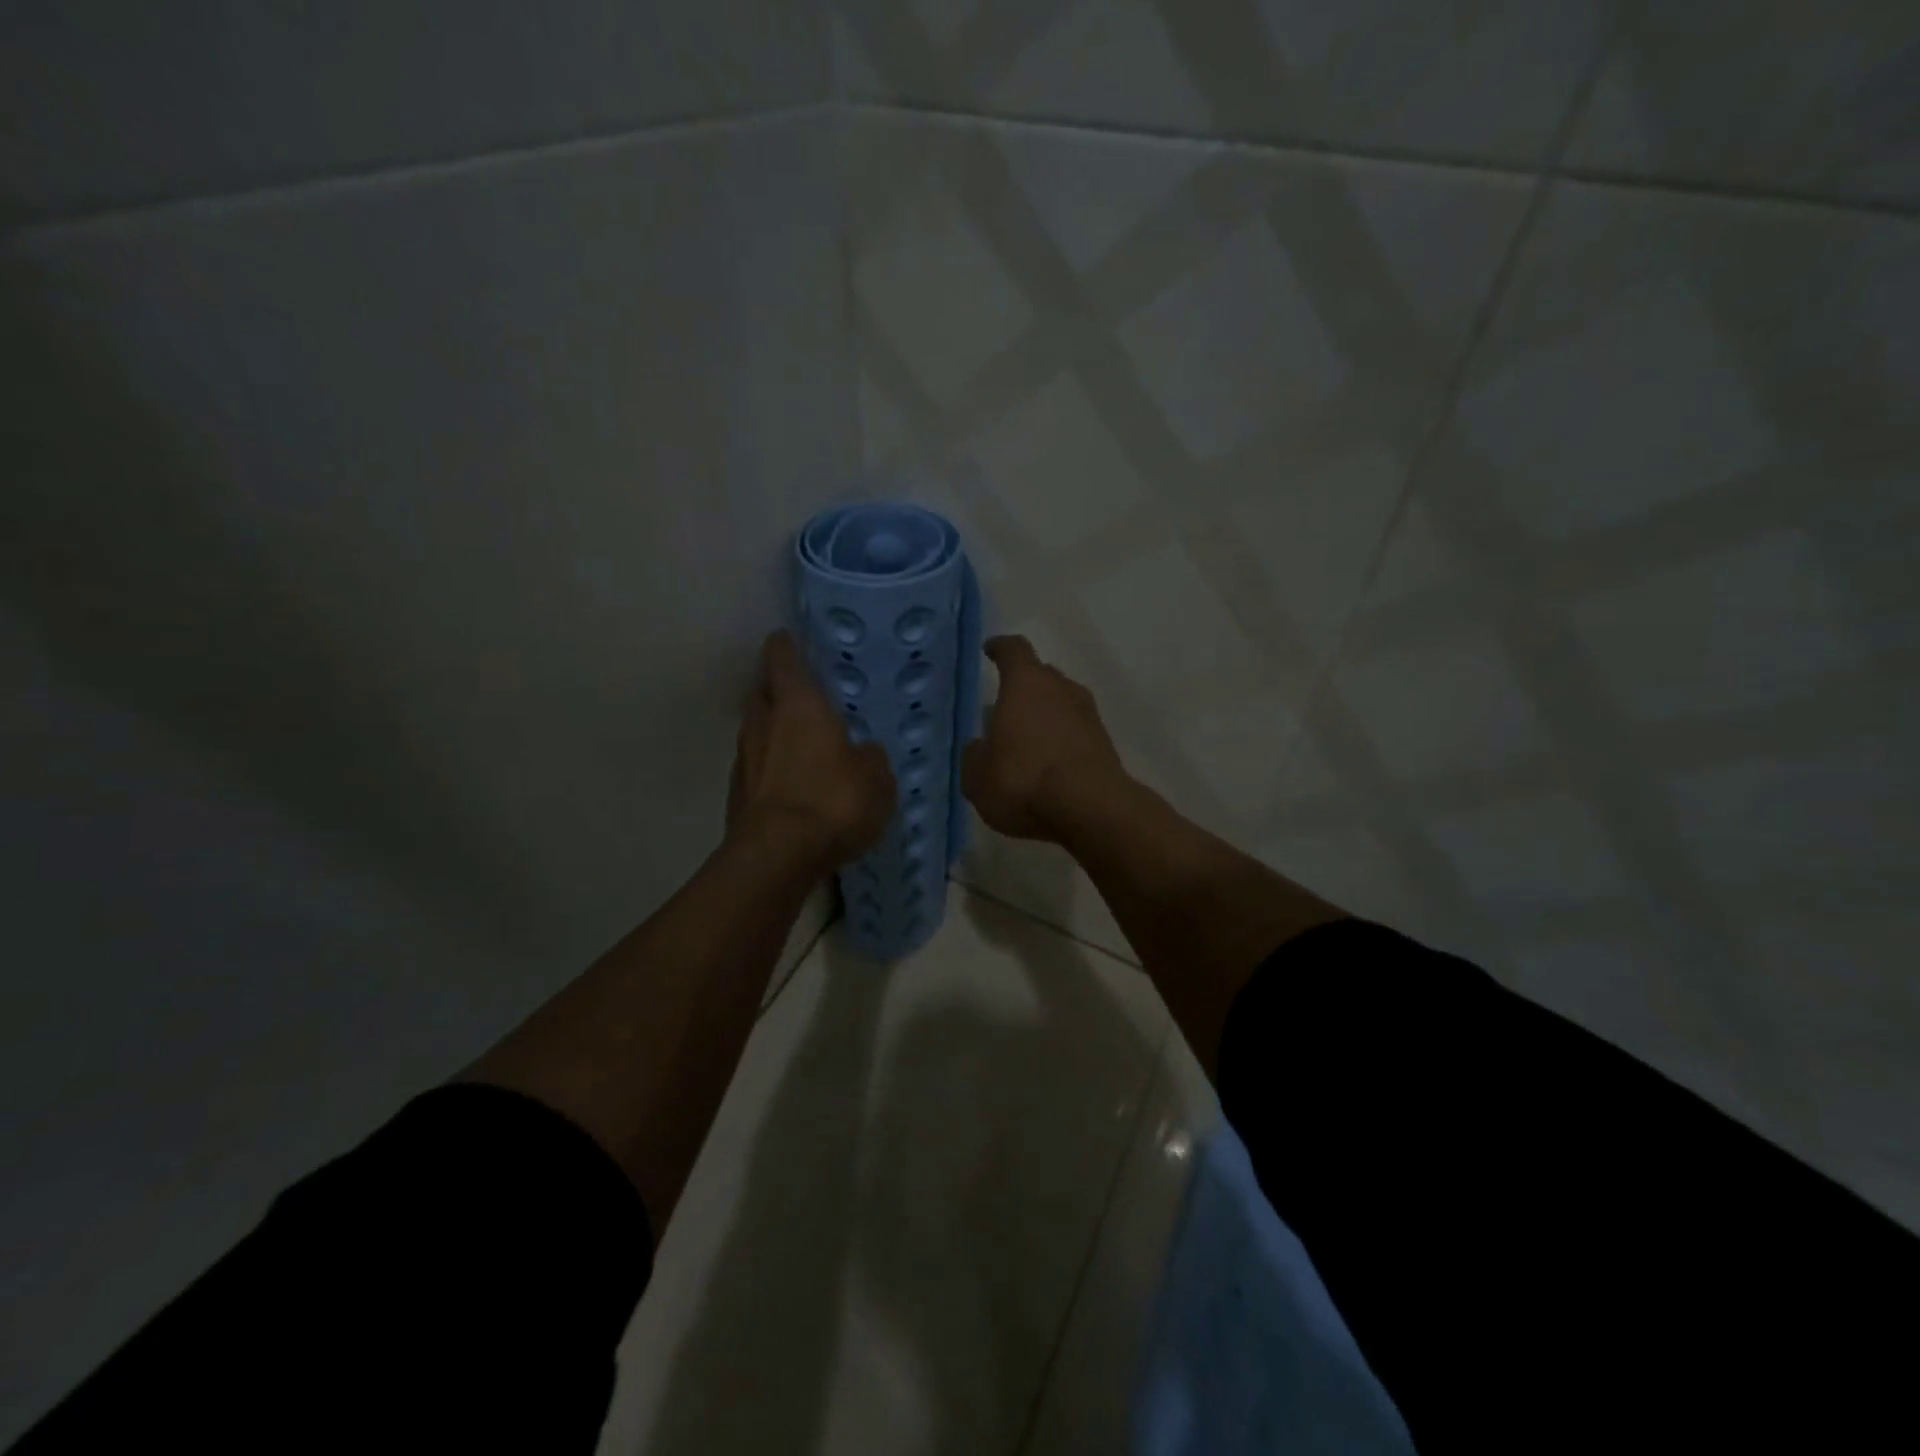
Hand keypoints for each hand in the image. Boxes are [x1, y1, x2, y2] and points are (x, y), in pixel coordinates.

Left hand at [728, 631, 895, 868]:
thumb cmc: (833, 801)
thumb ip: (871, 759)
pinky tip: (789, 786)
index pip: (783, 658)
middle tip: (801, 698)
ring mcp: (744, 759)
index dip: (786, 647)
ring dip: (772, 733)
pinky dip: (769, 770)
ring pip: (756, 732)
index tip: (789, 640)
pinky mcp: (736, 795)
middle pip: (763, 693)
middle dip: (777, 691)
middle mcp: (764, 723)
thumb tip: (866, 753)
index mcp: (799, 705)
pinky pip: (755, 769)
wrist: (777, 856)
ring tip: (799, 746)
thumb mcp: (876, 779)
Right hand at [962, 636, 1130, 842]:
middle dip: (1024, 687)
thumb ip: (974, 756)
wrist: (1090, 809)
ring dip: (1045, 715)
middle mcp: (1061, 689)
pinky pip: (1076, 732)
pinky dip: (1062, 740)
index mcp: (1026, 683)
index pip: (1013, 650)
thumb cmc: (1023, 781)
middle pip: (1042, 675)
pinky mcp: (1105, 744)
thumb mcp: (977, 776)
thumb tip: (978, 747)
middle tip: (1005, 707)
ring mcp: (1089, 715)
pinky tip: (1048, 764)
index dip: (1000, 648)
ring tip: (1026, 739)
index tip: (991, 650)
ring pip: (1062, 703)